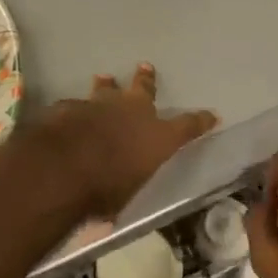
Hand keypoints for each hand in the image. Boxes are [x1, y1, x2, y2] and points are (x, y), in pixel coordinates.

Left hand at [34, 64, 216, 220]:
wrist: (65, 166)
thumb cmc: (106, 189)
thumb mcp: (125, 198)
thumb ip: (125, 190)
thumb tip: (115, 210)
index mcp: (158, 136)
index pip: (189, 126)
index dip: (201, 121)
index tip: (212, 116)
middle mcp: (134, 112)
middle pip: (145, 89)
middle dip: (146, 80)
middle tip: (145, 67)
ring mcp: (101, 104)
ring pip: (107, 89)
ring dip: (107, 86)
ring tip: (105, 77)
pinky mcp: (71, 107)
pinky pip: (75, 105)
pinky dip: (75, 109)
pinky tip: (69, 112)